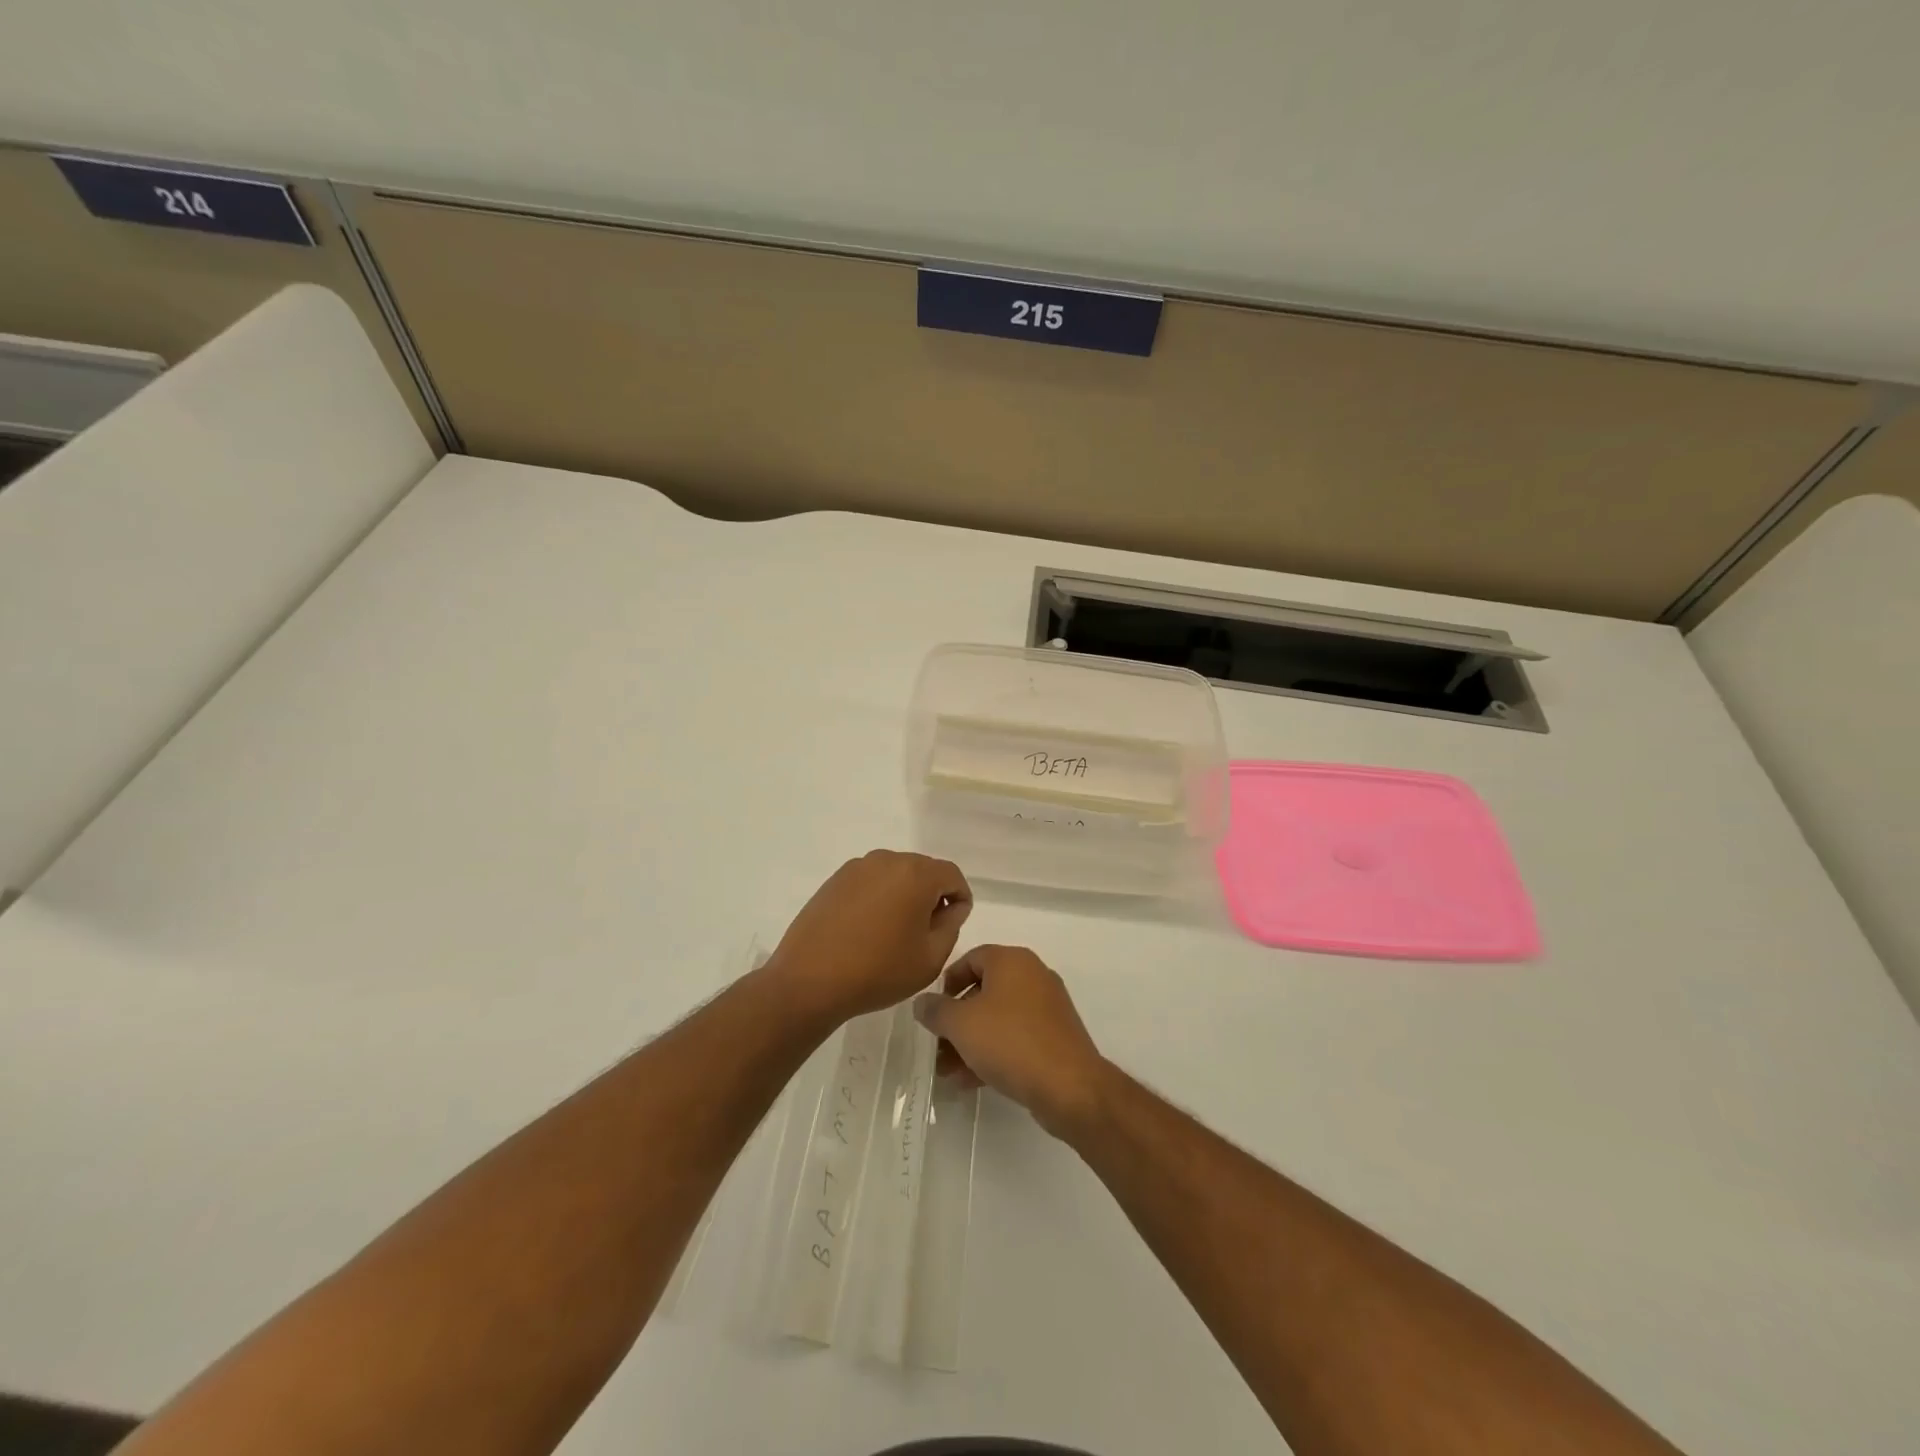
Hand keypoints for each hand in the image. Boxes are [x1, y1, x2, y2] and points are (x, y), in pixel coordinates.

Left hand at [765, 850, 971, 1025]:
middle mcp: (887, 860)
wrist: (809, 980)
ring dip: (903, 895)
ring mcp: (857, 867)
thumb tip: (951, 906)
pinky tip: (868, 929)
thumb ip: (951, 925)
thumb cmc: (879, 971)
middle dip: (931, 895)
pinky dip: (878, 897)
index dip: (960, 898)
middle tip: (926, 932)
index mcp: (916, 874)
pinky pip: (870, 881)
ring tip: (894, 932)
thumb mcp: (931, 957)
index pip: (952, 875)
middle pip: (923, 870)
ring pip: (895, 874)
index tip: (952, 924)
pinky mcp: (835, 880)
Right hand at [912, 945, 1107, 1137]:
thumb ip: (936, 1010)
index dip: (947, 982)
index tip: (934, 1010)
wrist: (1069, 1086)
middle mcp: (1032, 975)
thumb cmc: (1010, 1041)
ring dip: (970, 1041)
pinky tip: (971, 1081)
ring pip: (998, 1018)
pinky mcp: (1055, 1037)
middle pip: (983, 991)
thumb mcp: (961, 1024)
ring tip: (948, 1072)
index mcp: (1012, 960)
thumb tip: (922, 1002)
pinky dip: (993, 1052)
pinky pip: (1016, 1037)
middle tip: (937, 1046)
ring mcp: (1047, 1007)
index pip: (971, 958)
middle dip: (956, 1021)